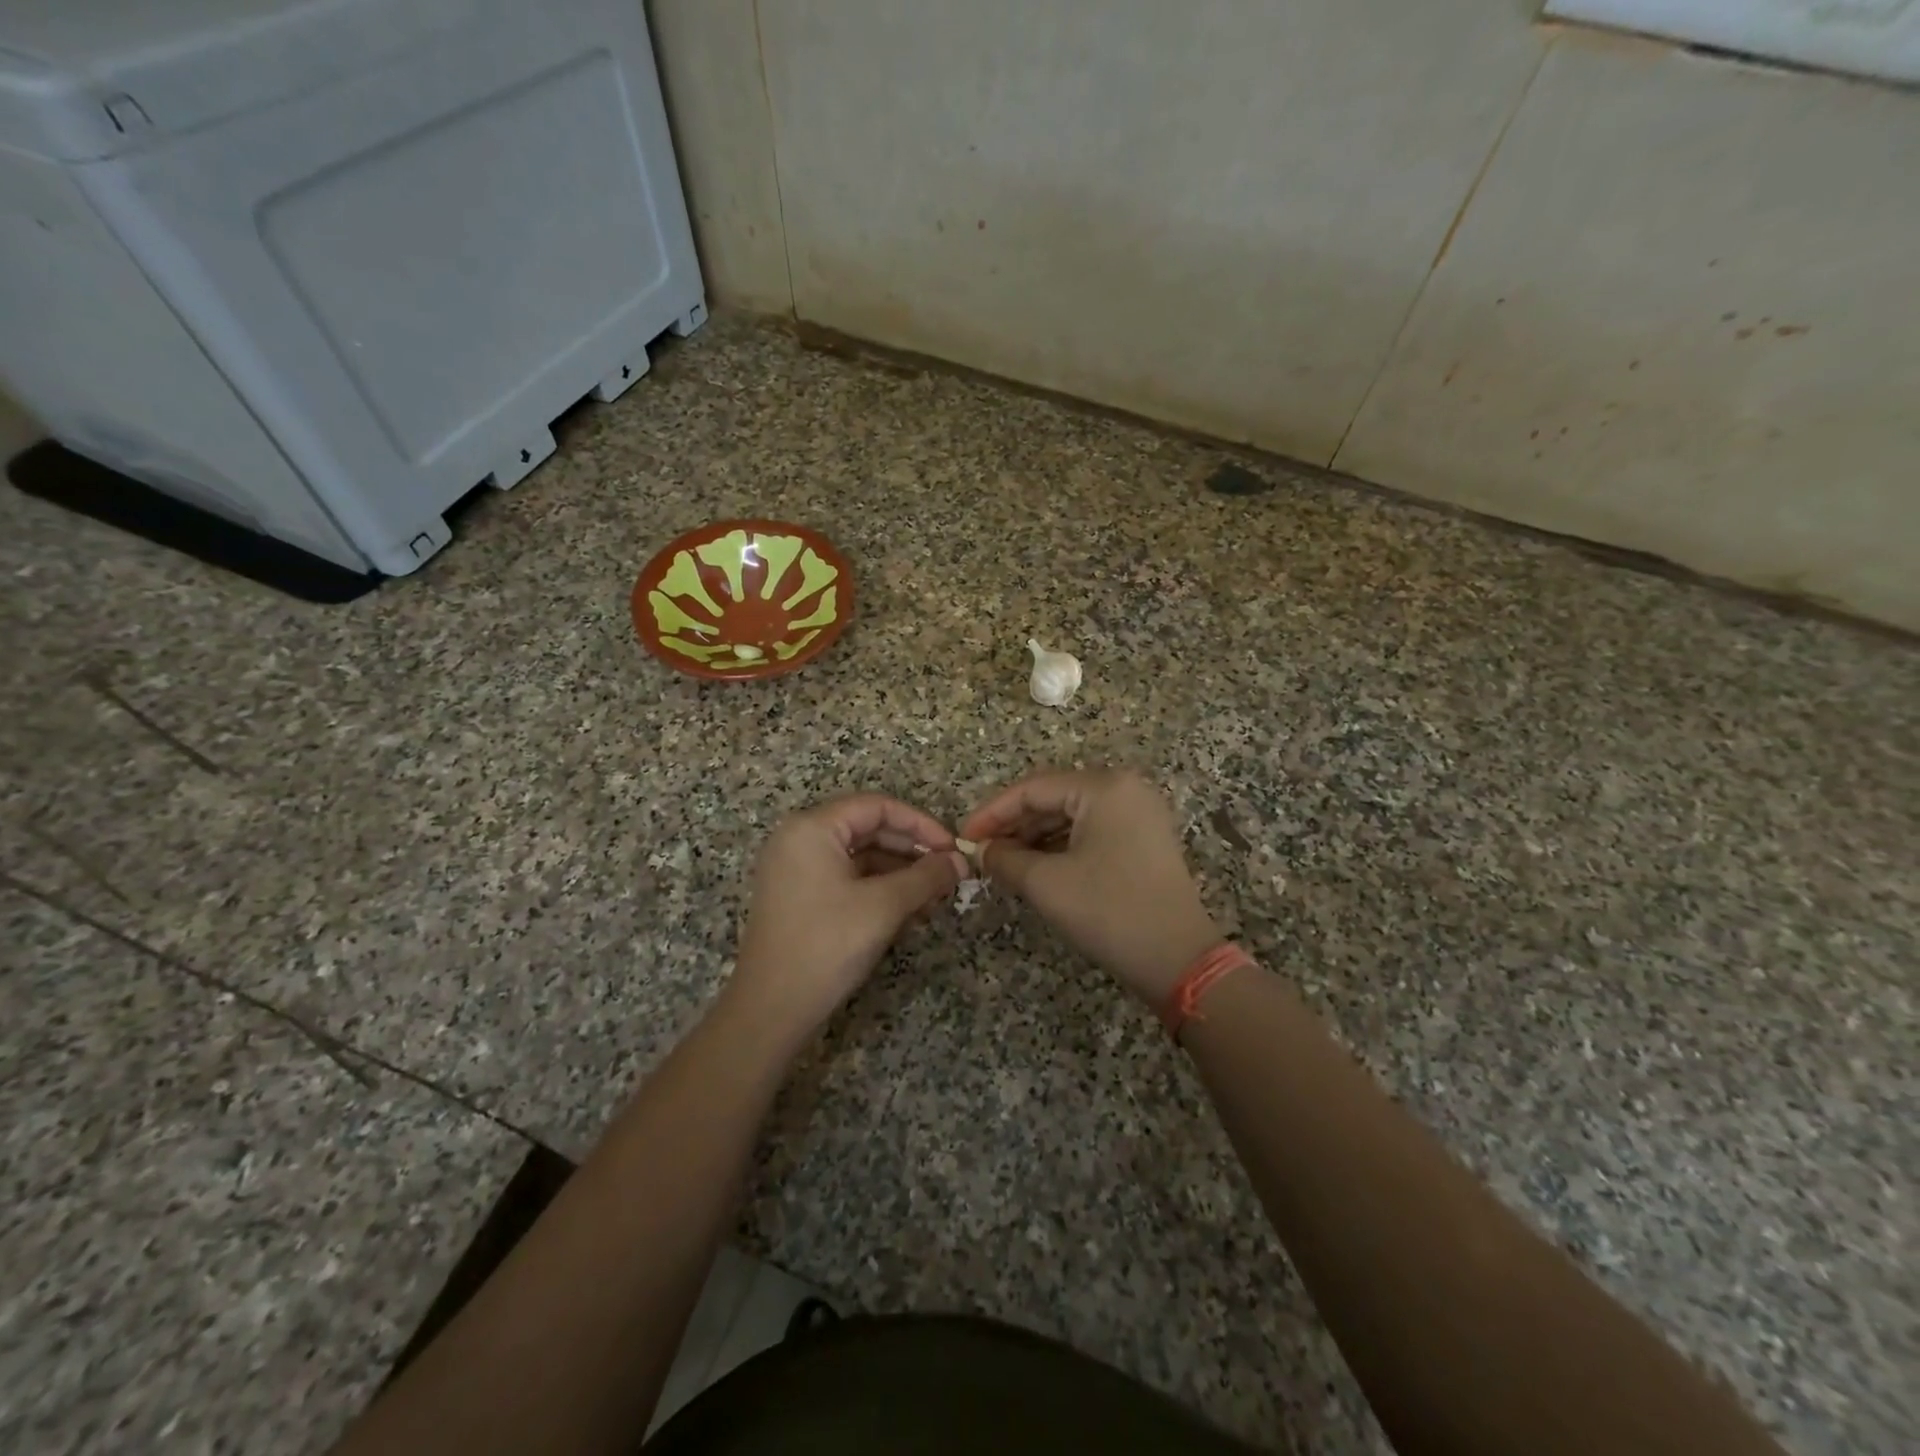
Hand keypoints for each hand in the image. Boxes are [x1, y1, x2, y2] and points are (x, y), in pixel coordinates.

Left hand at [731, 794, 966, 1037]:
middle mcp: (800, 839)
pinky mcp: (800, 896)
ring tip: (935, 896)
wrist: (771, 1010)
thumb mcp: (884, 906)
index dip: (920, 823)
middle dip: (912, 850)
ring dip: (901, 872)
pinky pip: (848, 878)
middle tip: (949, 873)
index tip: (952, 848)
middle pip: (869, 828)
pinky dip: (880, 889)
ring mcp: (797, 868)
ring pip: (861, 856)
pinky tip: (910, 910)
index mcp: (812, 828)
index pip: (877, 806)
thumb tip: (961, 861)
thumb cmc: (827, 945)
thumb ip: (926, 877)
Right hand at [962, 769, 1221, 1006]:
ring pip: (1071, 815)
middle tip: (981, 852)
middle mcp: (1125, 788)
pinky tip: (1034, 866)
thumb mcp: (1047, 883)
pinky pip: (1091, 831)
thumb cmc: (1109, 911)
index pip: (1033, 788)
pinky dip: (1060, 846)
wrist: (1179, 960)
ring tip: (1002, 862)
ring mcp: (1139, 813)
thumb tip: (980, 850)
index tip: (964, 837)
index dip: (992, 812)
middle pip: (1053, 798)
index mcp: (1104, 787)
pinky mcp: (1144, 838)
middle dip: (1013, 825)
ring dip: (1034, 837)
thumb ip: (1005, 859)